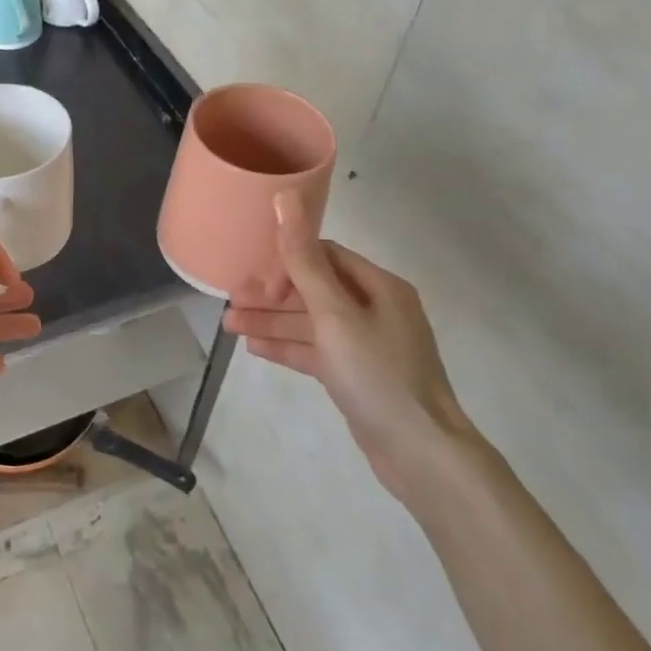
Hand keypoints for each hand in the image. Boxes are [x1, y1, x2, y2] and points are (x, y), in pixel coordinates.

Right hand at [223, 192, 473, 504]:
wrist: (421, 453)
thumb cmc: (377, 374)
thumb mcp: (334, 314)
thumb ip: (304, 260)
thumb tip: (286, 197)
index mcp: (379, 287)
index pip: (324, 257)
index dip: (286, 263)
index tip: (256, 282)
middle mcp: (376, 310)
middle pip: (314, 289)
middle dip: (271, 295)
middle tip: (231, 302)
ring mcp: (367, 344)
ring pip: (310, 323)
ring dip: (272, 321)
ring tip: (229, 325)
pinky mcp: (358, 375)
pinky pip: (316, 350)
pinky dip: (288, 346)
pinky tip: (255, 348)